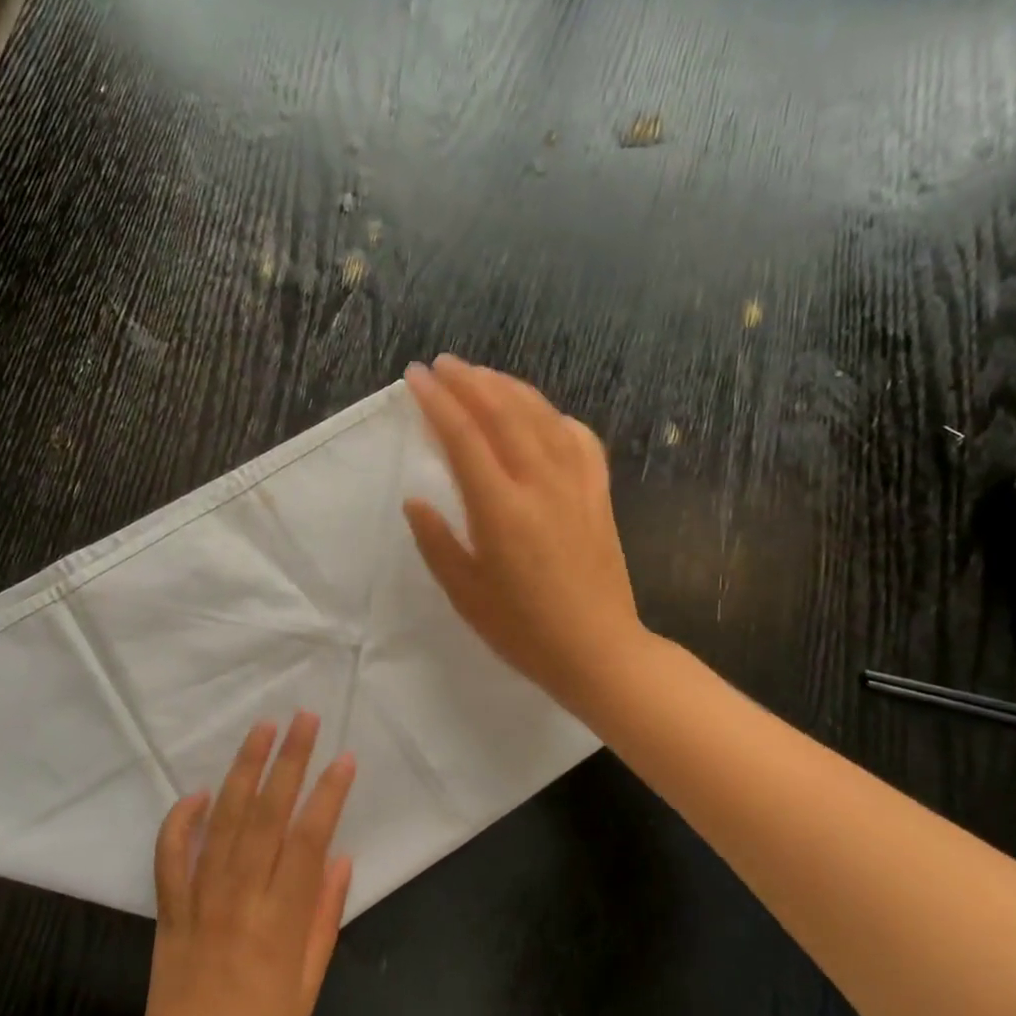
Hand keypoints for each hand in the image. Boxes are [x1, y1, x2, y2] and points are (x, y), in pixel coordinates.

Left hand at [131, 713, 354, 1015]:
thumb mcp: (309, 985)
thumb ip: (324, 917)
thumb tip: (341, 857)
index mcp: (281, 921)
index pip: (308, 840)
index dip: (328, 795)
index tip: (344, 758)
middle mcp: (241, 898)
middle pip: (268, 815)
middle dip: (288, 761)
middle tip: (304, 719)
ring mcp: (200, 898)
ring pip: (224, 821)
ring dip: (243, 770)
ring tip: (261, 729)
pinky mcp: (170, 906)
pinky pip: (171, 853)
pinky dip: (181, 819)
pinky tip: (198, 792)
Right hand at [403, 355, 648, 720]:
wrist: (599, 651)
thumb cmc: (523, 629)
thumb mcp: (464, 593)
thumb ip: (437, 541)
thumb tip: (416, 500)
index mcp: (500, 509)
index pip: (464, 436)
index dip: (438, 401)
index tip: (416, 377)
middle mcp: (540, 484)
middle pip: (504, 412)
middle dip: (470, 381)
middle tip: (443, 364)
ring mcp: (576, 485)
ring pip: (542, 417)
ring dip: (509, 388)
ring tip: (482, 374)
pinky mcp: (599, 495)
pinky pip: (579, 439)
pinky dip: (556, 417)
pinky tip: (543, 414)